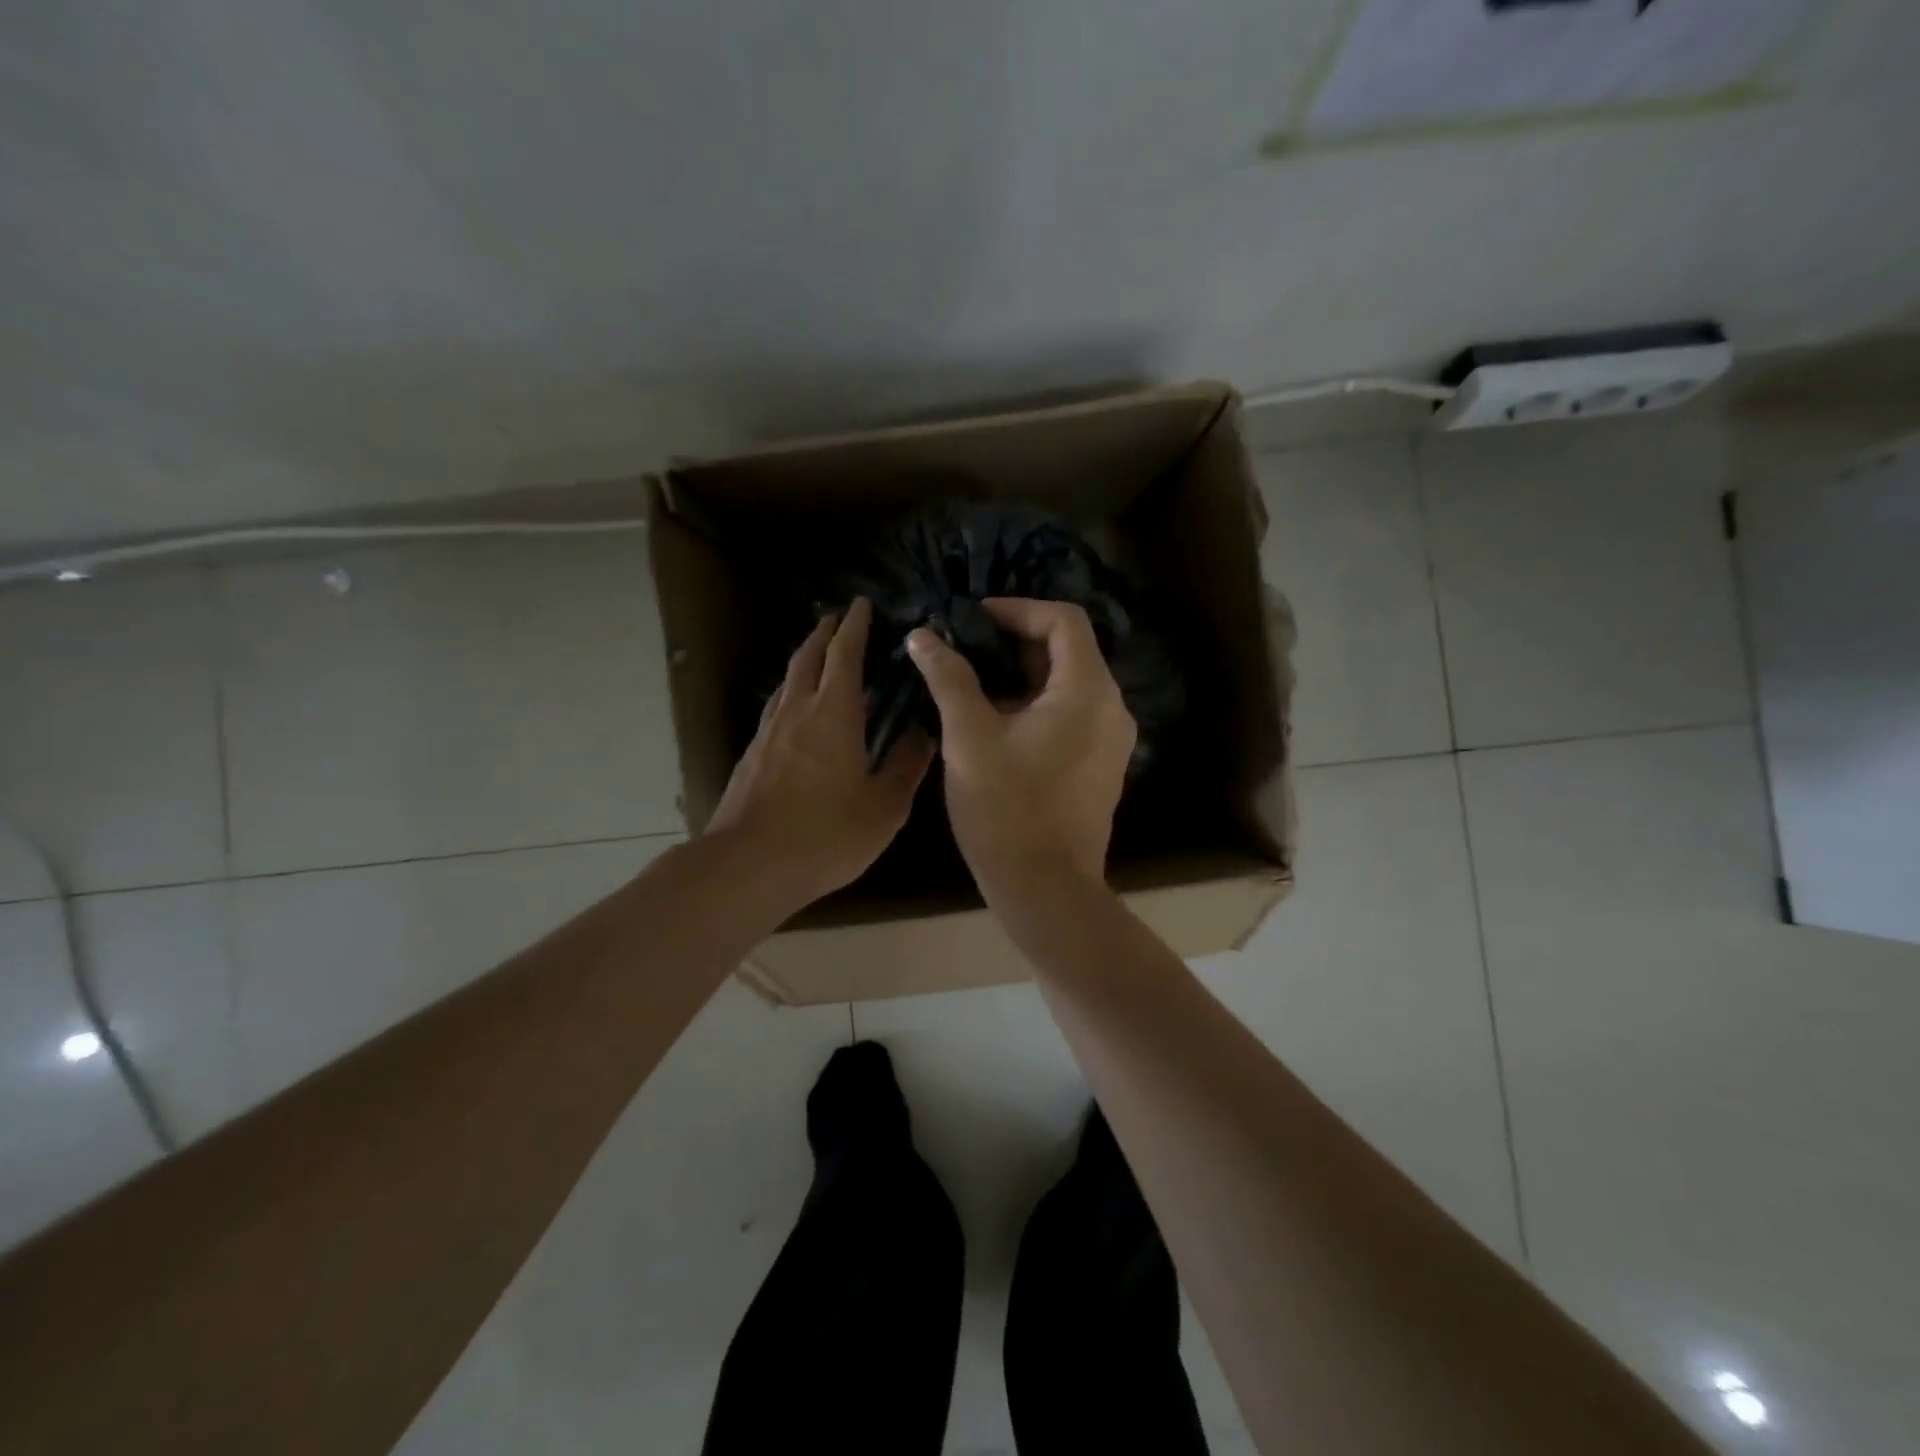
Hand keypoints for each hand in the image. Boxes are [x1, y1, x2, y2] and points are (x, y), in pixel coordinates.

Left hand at [707, 599, 932, 907]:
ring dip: (804, 660)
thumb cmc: (826, 833)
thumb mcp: (884, 806)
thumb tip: (924, 733)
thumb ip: (906, 765)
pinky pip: (776, 708)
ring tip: (818, 656)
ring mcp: (769, 732)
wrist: (749, 865)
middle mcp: (798, 711)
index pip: (845, 654)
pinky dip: (792, 693)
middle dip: (824, 633)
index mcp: (835, 713)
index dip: (855, 627)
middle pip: (808, 657)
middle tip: (837, 619)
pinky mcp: (752, 755)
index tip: (862, 604)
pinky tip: (796, 710)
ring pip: (788, 681)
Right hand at [907, 598, 1135, 896]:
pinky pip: (1071, 714)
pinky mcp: (1101, 764)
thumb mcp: (969, 738)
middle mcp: (1111, 706)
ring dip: (1022, 674)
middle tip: (965, 647)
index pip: (1064, 619)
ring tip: (971, 682)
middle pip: (1068, 650)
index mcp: (1087, 690)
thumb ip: (948, 678)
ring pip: (1068, 684)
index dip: (1018, 609)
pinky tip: (994, 720)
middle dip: (1014, 641)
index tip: (973, 619)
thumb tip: (923, 636)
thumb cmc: (1006, 809)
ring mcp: (1110, 738)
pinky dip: (1036, 704)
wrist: (1046, 888)